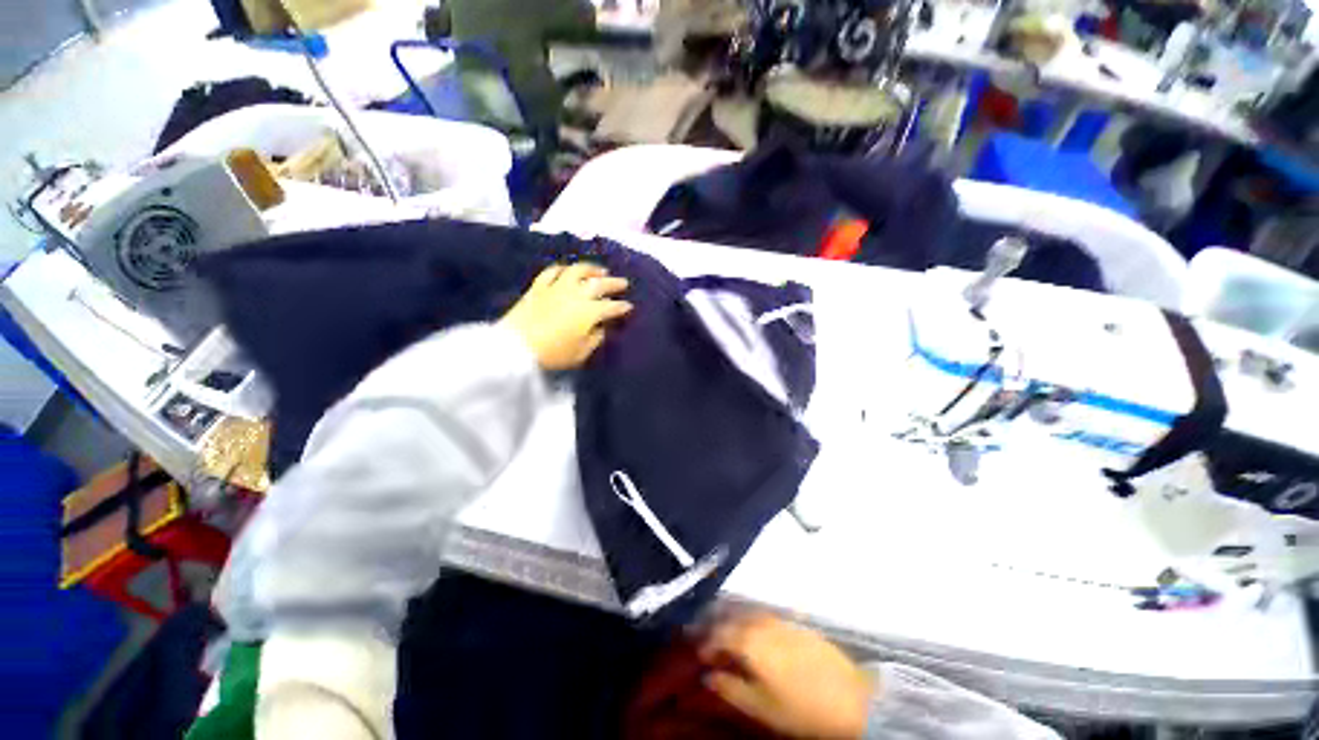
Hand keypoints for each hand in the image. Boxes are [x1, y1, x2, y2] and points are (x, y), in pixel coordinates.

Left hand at [500, 263, 632, 370]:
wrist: (516, 348)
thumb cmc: (553, 354)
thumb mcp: (581, 353)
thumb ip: (595, 338)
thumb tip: (601, 327)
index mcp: (589, 312)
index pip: (612, 306)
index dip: (622, 307)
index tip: (629, 306)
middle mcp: (576, 294)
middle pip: (599, 284)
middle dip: (614, 283)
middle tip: (623, 283)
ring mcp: (556, 287)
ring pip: (578, 271)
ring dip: (592, 269)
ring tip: (600, 270)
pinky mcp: (538, 287)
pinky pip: (552, 271)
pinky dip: (563, 269)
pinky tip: (568, 270)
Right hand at [699, 613, 875, 739]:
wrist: (851, 699)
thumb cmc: (801, 709)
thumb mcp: (761, 707)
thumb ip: (731, 688)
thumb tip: (708, 675)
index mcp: (749, 641)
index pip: (717, 634)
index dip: (704, 642)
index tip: (697, 653)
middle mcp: (762, 622)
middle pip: (731, 617)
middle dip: (715, 626)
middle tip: (706, 638)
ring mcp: (780, 619)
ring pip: (747, 612)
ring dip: (732, 619)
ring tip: (726, 634)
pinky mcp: (795, 622)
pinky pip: (764, 614)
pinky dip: (751, 619)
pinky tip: (753, 632)